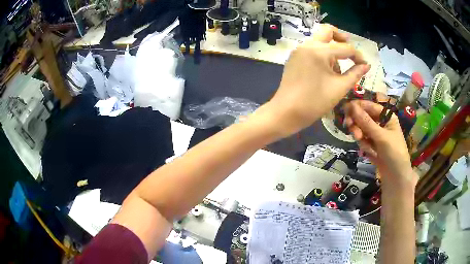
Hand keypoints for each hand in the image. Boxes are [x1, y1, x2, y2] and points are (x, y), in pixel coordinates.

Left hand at [267, 24, 369, 136]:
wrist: (286, 112)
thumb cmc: (315, 102)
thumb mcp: (339, 88)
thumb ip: (355, 74)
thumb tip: (366, 65)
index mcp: (319, 51)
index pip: (345, 48)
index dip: (358, 56)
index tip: (365, 66)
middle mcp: (307, 45)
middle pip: (327, 31)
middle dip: (341, 38)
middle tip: (351, 52)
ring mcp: (299, 50)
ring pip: (319, 40)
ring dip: (332, 48)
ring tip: (337, 70)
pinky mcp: (294, 57)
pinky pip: (311, 48)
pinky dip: (321, 53)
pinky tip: (325, 70)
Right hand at [344, 100, 417, 190]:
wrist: (396, 177)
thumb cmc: (394, 153)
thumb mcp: (381, 137)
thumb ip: (366, 122)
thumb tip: (351, 105)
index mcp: (386, 116)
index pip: (369, 106)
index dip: (358, 107)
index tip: (345, 110)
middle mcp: (380, 123)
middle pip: (363, 117)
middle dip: (357, 123)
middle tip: (349, 127)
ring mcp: (375, 134)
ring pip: (361, 129)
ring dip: (360, 136)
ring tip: (365, 147)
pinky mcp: (372, 145)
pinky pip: (362, 140)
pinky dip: (363, 145)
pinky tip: (369, 153)